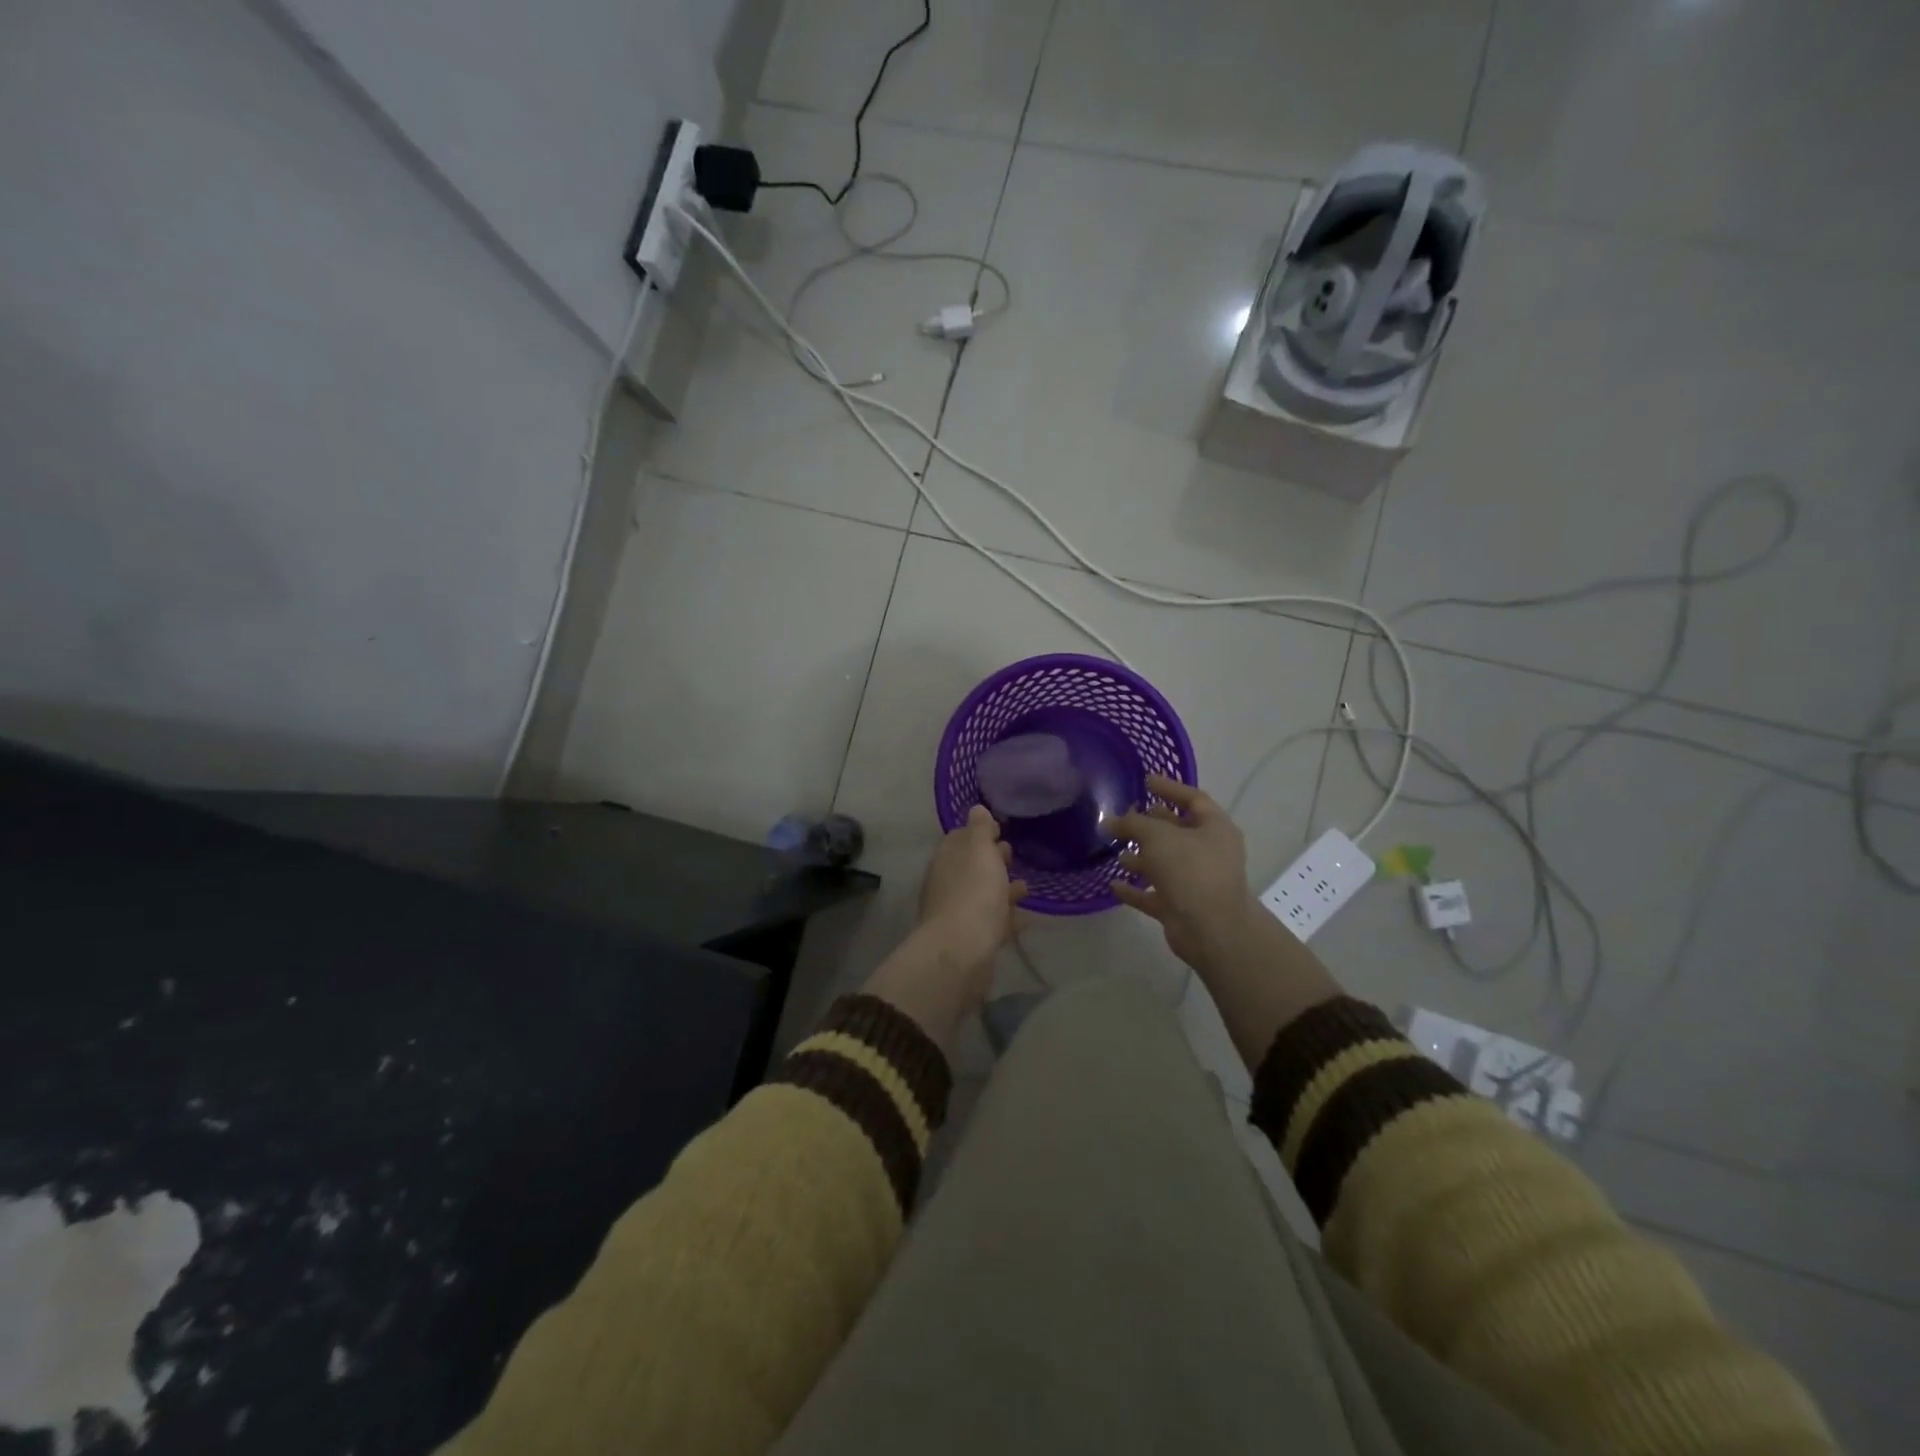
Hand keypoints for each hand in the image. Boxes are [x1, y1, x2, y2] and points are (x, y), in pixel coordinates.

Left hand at [864, 807, 1027, 1047]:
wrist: (962, 952)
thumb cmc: (973, 893)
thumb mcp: (979, 851)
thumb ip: (980, 829)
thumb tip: (976, 809)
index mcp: (947, 859)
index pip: (960, 839)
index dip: (979, 833)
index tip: (1000, 830)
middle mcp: (947, 884)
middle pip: (971, 867)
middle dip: (990, 860)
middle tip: (1012, 855)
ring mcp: (958, 914)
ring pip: (982, 895)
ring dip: (1001, 890)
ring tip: (1026, 888)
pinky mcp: (971, 941)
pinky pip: (992, 923)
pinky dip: (1006, 917)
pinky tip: (1026, 918)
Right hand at [1109, 775, 1264, 976]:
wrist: (1210, 929)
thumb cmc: (1190, 870)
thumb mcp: (1157, 836)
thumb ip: (1132, 824)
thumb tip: (1111, 821)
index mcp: (1214, 828)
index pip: (1193, 799)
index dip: (1170, 788)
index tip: (1146, 781)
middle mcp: (1209, 852)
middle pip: (1177, 831)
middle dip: (1150, 824)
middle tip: (1124, 817)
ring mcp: (1196, 881)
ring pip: (1165, 863)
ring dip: (1142, 858)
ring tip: (1116, 851)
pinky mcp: (1182, 906)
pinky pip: (1155, 893)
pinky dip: (1136, 889)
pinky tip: (1114, 885)